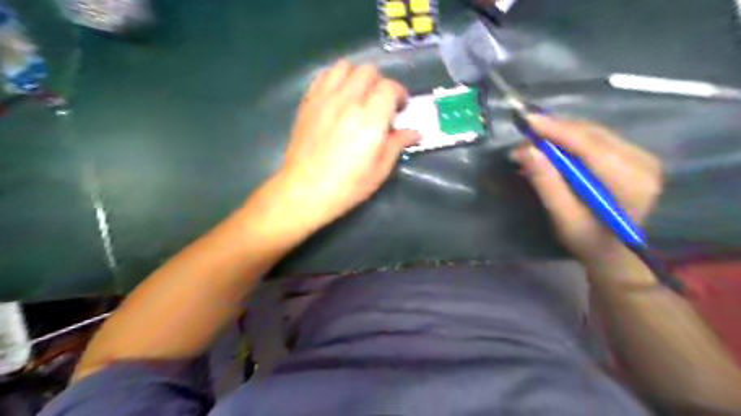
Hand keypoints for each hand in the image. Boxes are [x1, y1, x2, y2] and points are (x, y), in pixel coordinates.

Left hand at [275, 62, 418, 229]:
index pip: (389, 87)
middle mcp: (347, 101)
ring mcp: (324, 99)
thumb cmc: (347, 185)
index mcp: (370, 119)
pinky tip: (338, 97)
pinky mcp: (308, 103)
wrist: (305, 191)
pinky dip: (335, 79)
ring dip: (357, 76)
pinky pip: (323, 76)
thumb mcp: (380, 170)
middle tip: (381, 103)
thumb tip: (415, 132)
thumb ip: (398, 144)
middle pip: (368, 71)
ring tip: (359, 95)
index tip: (401, 108)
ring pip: (344, 66)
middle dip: (380, 83)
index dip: (399, 94)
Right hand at [513, 115, 661, 268]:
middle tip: (522, 144)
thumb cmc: (589, 242)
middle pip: (591, 134)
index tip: (526, 120)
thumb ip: (547, 183)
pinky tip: (551, 152)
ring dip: (559, 137)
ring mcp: (640, 157)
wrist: (618, 256)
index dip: (556, 130)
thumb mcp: (563, 218)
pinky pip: (596, 140)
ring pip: (592, 134)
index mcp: (629, 181)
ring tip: (531, 148)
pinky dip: (570, 142)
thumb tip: (527, 151)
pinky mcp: (632, 158)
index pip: (589, 145)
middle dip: (553, 133)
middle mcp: (642, 162)